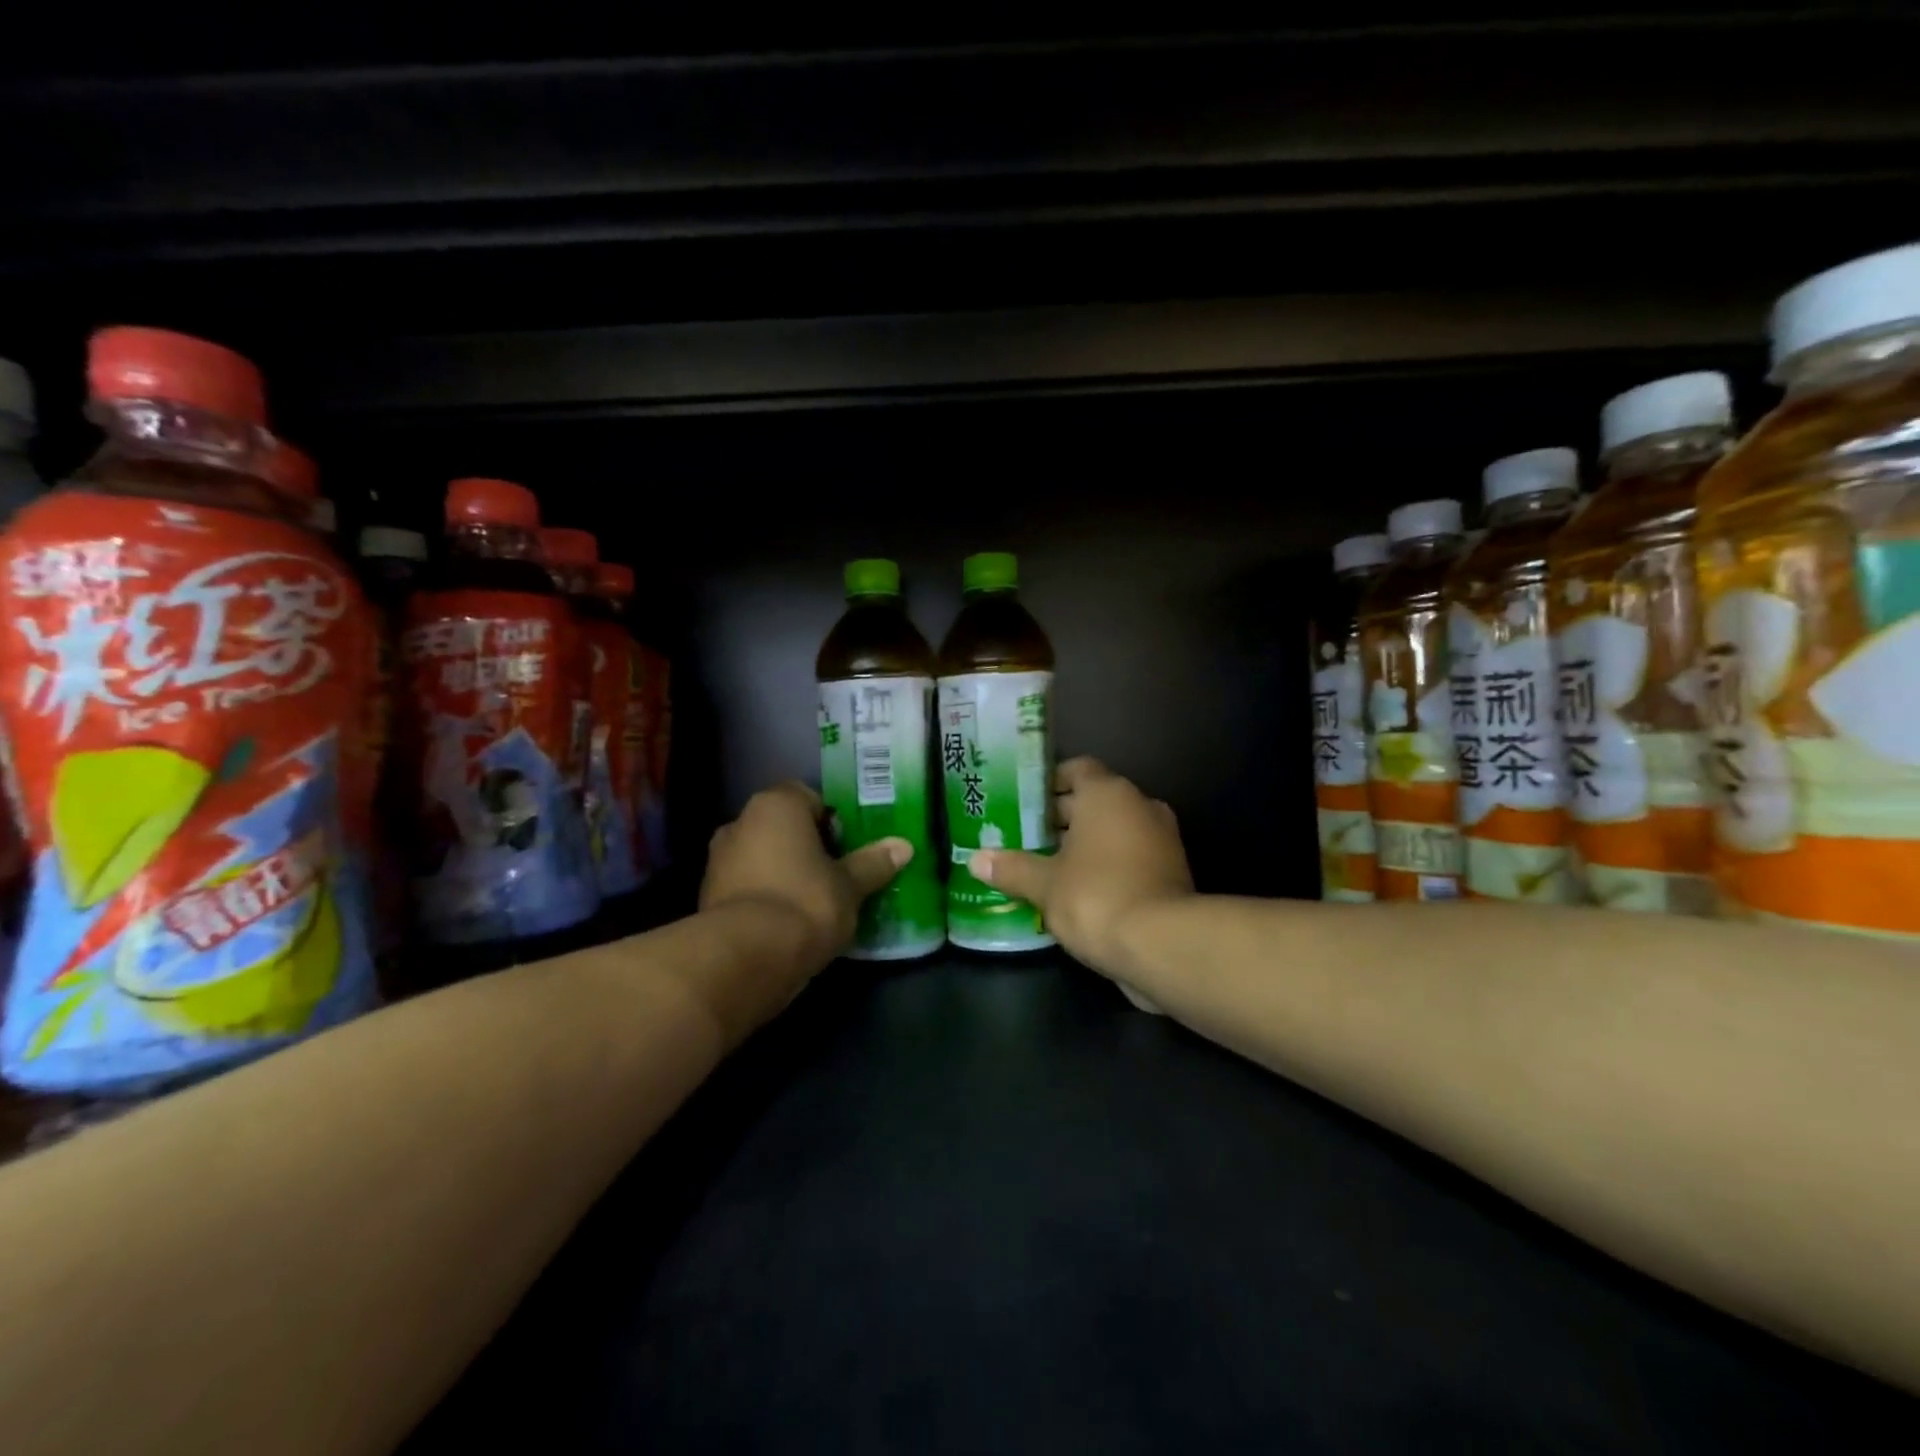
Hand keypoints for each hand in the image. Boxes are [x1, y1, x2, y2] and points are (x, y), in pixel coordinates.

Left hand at [700, 782, 910, 975]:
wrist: (745, 958)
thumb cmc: (805, 903)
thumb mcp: (850, 885)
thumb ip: (873, 863)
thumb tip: (904, 846)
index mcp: (776, 805)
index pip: (807, 796)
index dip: (831, 819)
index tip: (848, 846)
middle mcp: (740, 823)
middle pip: (782, 827)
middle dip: (806, 847)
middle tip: (836, 873)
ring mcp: (718, 861)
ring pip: (762, 857)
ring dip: (783, 873)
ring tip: (814, 902)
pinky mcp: (707, 898)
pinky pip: (746, 887)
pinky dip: (764, 897)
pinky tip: (787, 923)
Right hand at [970, 758, 1192, 980]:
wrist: (1164, 945)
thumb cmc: (1096, 896)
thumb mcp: (1044, 884)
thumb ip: (1012, 868)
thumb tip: (977, 860)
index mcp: (1108, 794)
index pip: (1078, 769)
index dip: (1050, 781)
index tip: (1026, 800)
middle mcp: (1139, 806)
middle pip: (1095, 800)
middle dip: (1061, 817)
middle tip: (1026, 836)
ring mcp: (1162, 839)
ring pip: (1114, 831)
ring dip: (1085, 844)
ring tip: (1046, 865)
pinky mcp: (1172, 872)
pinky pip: (1131, 857)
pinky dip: (1107, 866)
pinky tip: (1078, 891)